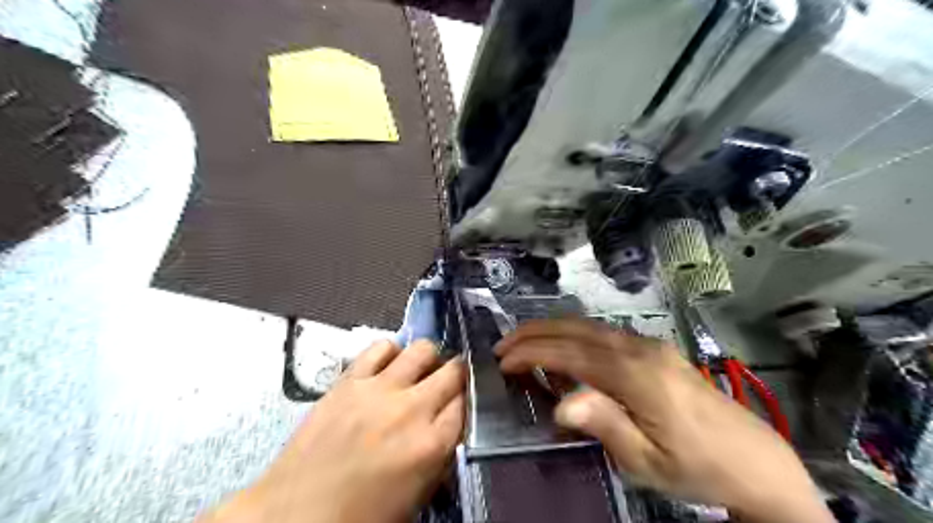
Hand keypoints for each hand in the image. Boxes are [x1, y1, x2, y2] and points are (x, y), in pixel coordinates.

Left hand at [204, 338, 466, 522]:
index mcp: (431, 445)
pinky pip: (380, 347)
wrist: (295, 515)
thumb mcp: (417, 496)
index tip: (460, 402)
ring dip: (427, 359)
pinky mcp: (349, 380)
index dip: (466, 400)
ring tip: (418, 371)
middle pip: (453, 371)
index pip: (466, 403)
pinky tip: (387, 366)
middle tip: (446, 383)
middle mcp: (411, 409)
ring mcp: (379, 390)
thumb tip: (449, 427)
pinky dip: (390, 352)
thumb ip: (440, 456)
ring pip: (422, 349)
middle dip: (456, 374)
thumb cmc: (361, 515)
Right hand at [495, 319, 831, 522]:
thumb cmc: (696, 466)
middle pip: (576, 329)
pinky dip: (575, 336)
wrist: (755, 461)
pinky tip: (564, 351)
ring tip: (524, 343)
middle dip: (535, 332)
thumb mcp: (647, 461)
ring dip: (552, 331)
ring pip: (589, 327)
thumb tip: (560, 403)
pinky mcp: (655, 350)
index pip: (570, 353)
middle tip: (503, 345)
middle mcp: (640, 349)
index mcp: (636, 374)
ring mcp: (649, 345)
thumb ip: (604, 424)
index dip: (532, 353)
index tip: (503, 361)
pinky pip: (604, 335)